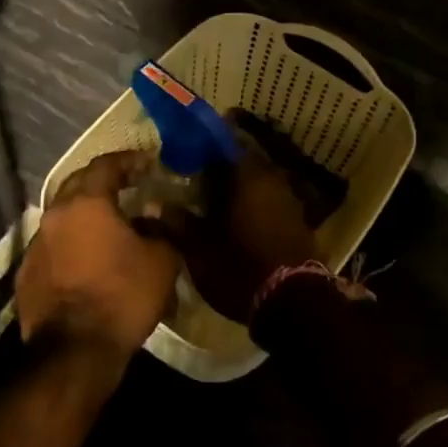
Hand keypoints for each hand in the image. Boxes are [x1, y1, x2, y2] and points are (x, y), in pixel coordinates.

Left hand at [17, 150, 180, 364]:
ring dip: (85, 215)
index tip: (147, 162)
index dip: (129, 160)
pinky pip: (54, 247)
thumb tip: (153, 216)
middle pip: (78, 185)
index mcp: (86, 203)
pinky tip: (88, 259)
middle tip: (127, 186)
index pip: (106, 165)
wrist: (75, 351)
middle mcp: (55, 216)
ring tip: (109, 225)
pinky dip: (72, 245)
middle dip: (103, 181)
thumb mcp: (161, 261)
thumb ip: (161, 229)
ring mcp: (36, 246)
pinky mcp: (27, 274)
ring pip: (63, 217)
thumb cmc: (123, 297)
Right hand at [168, 140, 317, 323]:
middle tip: (193, 178)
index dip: (202, 145)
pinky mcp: (297, 223)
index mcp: (248, 175)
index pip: (224, 143)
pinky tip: (234, 220)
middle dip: (218, 169)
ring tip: (210, 201)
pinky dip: (251, 205)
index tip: (183, 151)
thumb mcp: (199, 249)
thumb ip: (175, 223)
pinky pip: (268, 202)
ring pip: (256, 183)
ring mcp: (289, 201)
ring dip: (235, 189)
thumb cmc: (240, 268)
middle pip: (241, 163)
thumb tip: (150, 207)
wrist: (293, 304)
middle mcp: (272, 179)